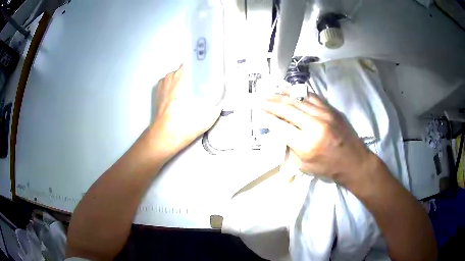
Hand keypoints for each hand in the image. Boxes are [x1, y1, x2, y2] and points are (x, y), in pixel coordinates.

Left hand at [150, 65, 220, 159]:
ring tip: (189, 96)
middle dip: (193, 77)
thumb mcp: (211, 112)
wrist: (167, 136)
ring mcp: (162, 83)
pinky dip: (174, 89)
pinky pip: (169, 84)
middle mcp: (171, 75)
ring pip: (176, 77)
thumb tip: (225, 87)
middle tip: (201, 89)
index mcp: (183, 75)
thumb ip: (219, 97)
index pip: (194, 62)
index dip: (202, 67)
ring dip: (183, 83)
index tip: (207, 74)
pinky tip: (178, 101)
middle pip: (186, 70)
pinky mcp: (157, 91)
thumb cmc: (188, 122)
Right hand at [262, 93, 374, 185]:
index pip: (282, 127)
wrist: (354, 161)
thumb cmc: (329, 168)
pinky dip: (299, 93)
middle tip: (261, 99)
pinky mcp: (332, 109)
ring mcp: (325, 115)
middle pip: (288, 110)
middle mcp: (315, 126)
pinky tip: (290, 90)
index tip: (259, 112)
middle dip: (272, 104)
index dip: (268, 118)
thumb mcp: (304, 165)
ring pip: (299, 100)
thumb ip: (291, 147)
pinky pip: (312, 97)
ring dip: (283, 95)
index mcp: (307, 145)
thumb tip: (280, 131)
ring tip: (271, 92)